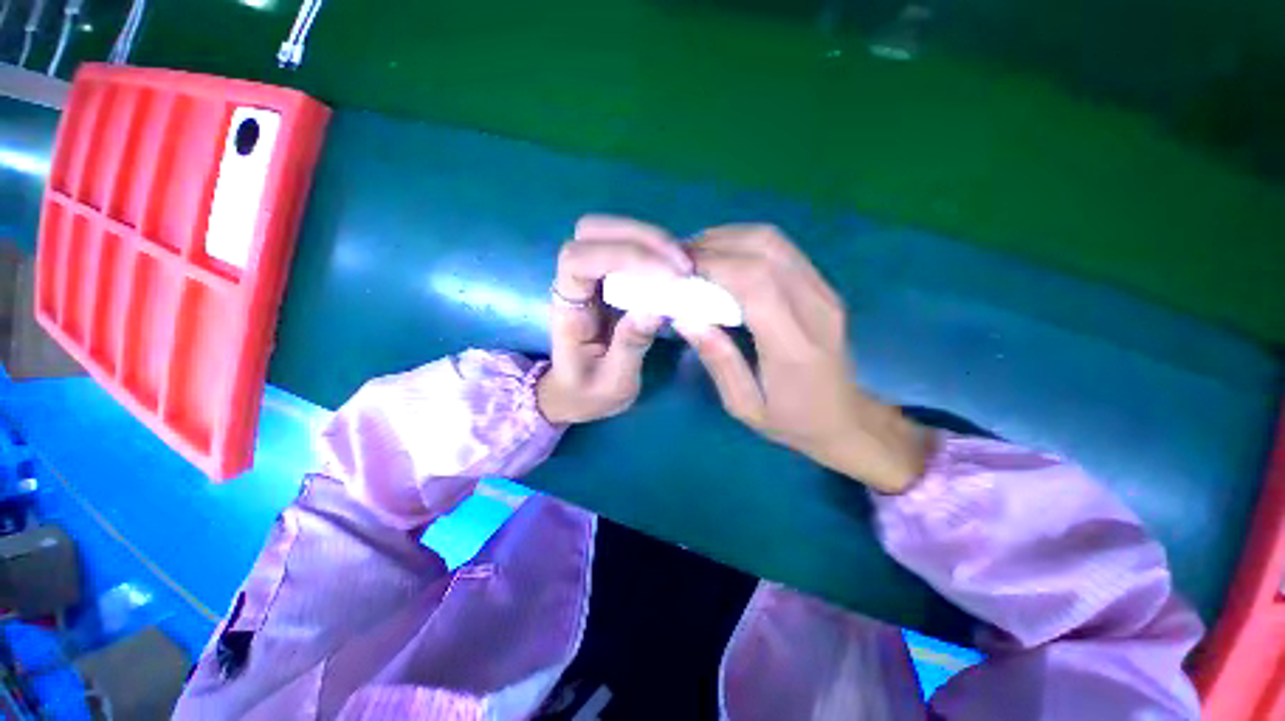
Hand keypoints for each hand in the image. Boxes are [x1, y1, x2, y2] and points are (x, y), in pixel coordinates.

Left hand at [537, 215, 691, 423]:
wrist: (576, 393)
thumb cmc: (589, 392)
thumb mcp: (613, 382)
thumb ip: (630, 346)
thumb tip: (656, 308)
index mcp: (567, 309)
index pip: (578, 259)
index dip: (623, 257)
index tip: (669, 278)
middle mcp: (574, 283)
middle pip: (592, 231)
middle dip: (641, 238)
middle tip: (683, 266)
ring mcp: (592, 278)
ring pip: (611, 233)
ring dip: (652, 241)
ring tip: (685, 268)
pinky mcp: (610, 279)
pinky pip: (629, 249)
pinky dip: (656, 251)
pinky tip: (677, 270)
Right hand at [675, 225, 930, 492]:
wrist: (846, 419)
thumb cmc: (792, 421)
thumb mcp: (744, 405)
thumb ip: (718, 359)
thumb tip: (685, 317)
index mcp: (794, 345)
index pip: (754, 281)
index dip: (713, 266)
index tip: (679, 275)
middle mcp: (815, 308)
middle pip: (764, 249)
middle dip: (714, 246)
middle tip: (680, 264)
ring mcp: (824, 292)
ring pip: (773, 241)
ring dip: (729, 239)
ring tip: (697, 259)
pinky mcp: (823, 286)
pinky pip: (781, 249)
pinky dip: (745, 244)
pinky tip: (724, 260)